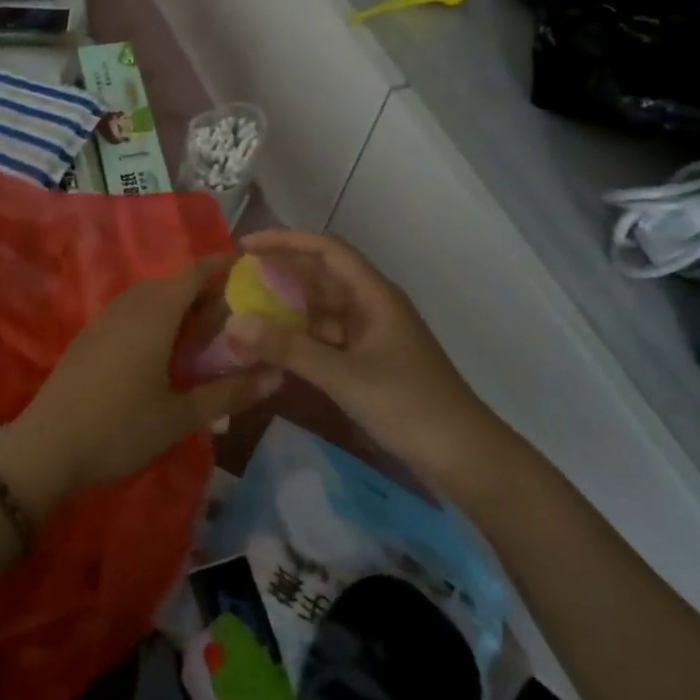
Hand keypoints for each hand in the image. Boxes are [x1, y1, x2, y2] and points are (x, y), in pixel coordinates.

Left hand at [0, 257, 280, 517]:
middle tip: (234, 313)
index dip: (221, 265)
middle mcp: (129, 306)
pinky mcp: (89, 336)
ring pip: (149, 296)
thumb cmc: (120, 428)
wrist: (47, 447)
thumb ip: (228, 393)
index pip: (193, 273)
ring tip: (203, 331)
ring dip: (177, 303)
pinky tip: (163, 349)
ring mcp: (104, 319)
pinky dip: (155, 315)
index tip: (249, 269)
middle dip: (204, 290)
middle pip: (172, 282)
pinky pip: (131, 310)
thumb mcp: (180, 416)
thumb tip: (277, 376)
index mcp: (155, 314)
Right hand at [220, 231, 515, 495]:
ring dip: (286, 309)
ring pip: (321, 309)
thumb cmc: (409, 406)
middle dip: (280, 274)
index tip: (245, 247)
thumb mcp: (344, 375)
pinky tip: (272, 349)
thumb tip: (234, 322)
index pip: (325, 250)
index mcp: (374, 294)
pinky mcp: (368, 361)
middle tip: (236, 281)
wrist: (465, 457)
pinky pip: (326, 338)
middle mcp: (371, 305)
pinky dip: (299, 339)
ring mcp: (371, 334)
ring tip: (245, 313)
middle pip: (320, 276)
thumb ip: (288, 348)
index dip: (285, 241)